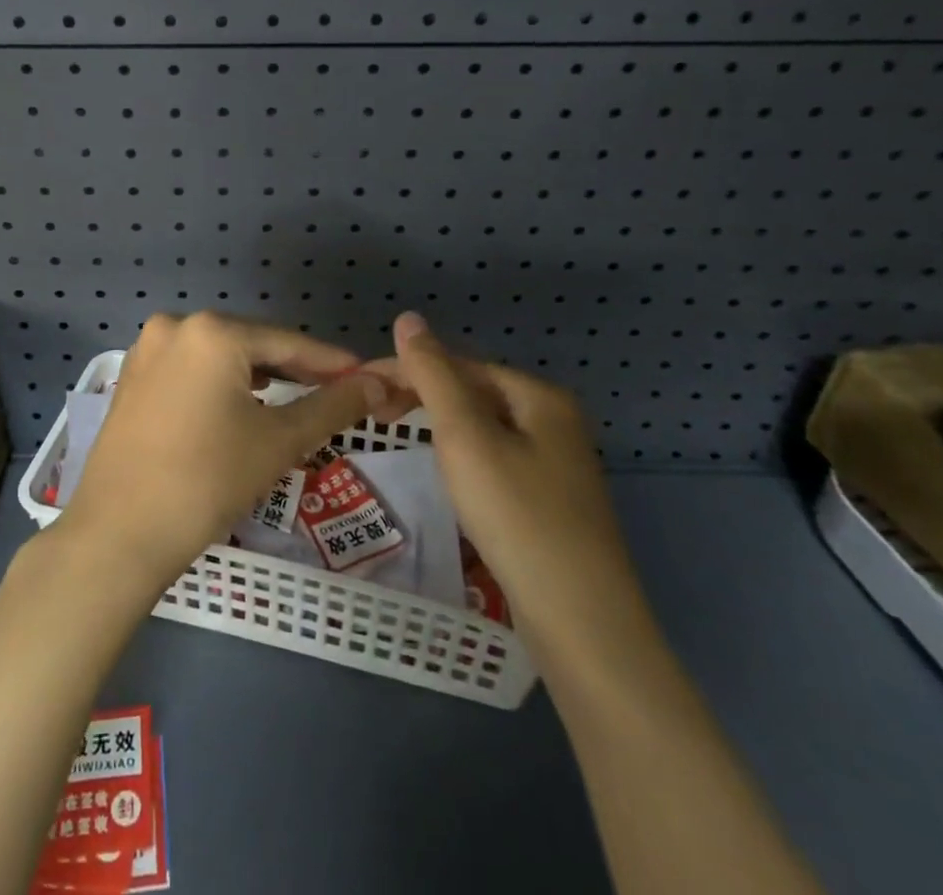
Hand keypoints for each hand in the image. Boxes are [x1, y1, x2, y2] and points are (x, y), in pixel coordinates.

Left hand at [55, 312, 406, 590]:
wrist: (119, 533)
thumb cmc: (207, 481)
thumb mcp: (279, 441)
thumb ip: (332, 405)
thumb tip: (377, 382)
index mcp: (212, 331)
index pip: (288, 342)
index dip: (332, 362)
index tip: (368, 377)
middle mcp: (176, 325)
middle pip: (252, 343)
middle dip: (295, 368)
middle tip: (336, 393)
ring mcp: (148, 349)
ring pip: (220, 355)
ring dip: (259, 376)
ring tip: (295, 400)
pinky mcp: (133, 375)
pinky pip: (191, 368)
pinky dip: (222, 383)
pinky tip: (242, 404)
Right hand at [376, 312, 652, 664]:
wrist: (580, 623)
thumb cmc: (517, 516)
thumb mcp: (465, 437)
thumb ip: (434, 375)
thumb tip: (408, 317)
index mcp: (541, 398)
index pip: (461, 365)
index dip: (409, 369)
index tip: (362, 385)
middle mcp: (555, 423)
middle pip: (475, 393)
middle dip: (423, 395)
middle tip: (373, 411)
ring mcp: (557, 466)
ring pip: (484, 428)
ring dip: (439, 425)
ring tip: (397, 432)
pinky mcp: (550, 503)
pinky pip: (495, 459)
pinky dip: (462, 456)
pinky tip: (446, 473)